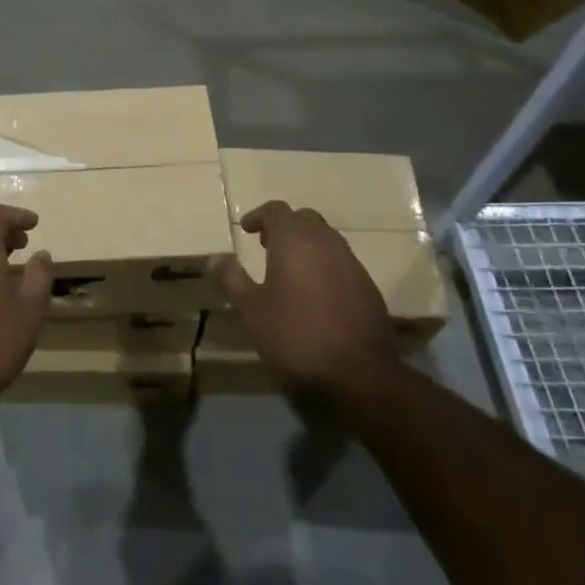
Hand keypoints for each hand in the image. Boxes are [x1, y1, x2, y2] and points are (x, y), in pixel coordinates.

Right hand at [210, 201, 400, 405]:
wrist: (360, 374)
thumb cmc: (296, 335)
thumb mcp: (252, 310)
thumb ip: (232, 279)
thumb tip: (215, 258)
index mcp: (296, 241)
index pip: (277, 210)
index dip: (259, 215)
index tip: (247, 230)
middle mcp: (326, 243)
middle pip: (305, 219)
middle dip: (285, 227)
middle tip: (266, 246)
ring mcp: (352, 264)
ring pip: (326, 239)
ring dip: (306, 245)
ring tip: (289, 270)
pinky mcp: (368, 287)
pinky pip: (341, 262)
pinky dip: (324, 265)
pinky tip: (315, 294)